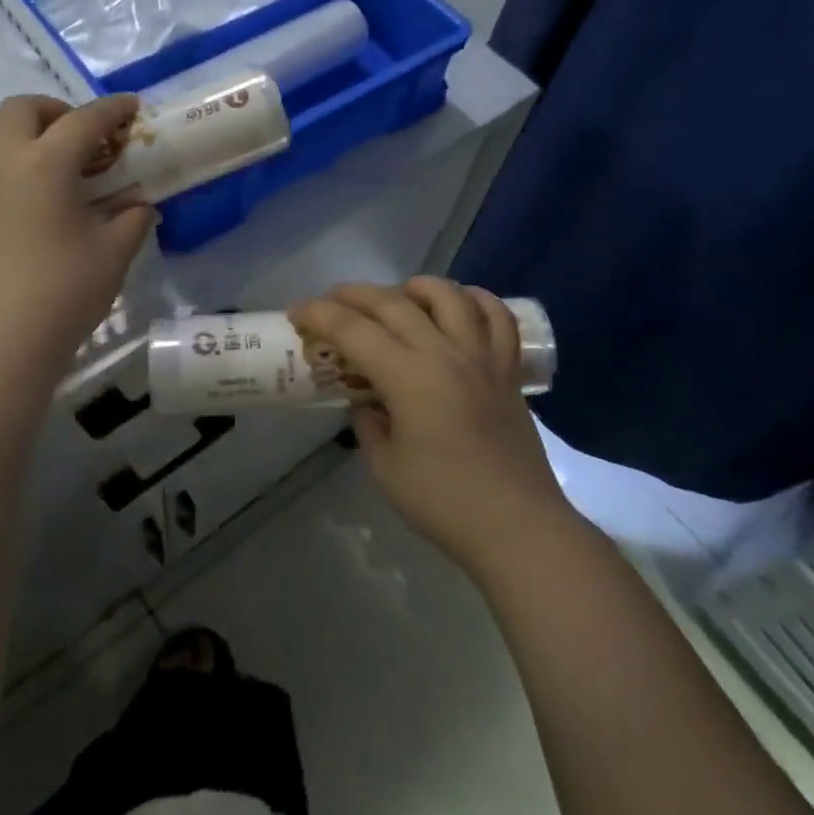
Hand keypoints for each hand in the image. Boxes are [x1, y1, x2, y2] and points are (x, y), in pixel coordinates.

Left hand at [0, 94, 154, 380]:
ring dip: (9, 130)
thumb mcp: (115, 253)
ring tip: (30, 153)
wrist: (0, 341)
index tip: (130, 107)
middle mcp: (0, 158)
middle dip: (54, 110)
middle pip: (22, 108)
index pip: (85, 120)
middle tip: (76, 135)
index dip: (112, 109)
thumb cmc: (64, 293)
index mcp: (47, 163)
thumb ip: (132, 218)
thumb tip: (140, 204)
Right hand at [289, 278, 573, 578]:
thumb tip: (368, 401)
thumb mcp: (385, 467)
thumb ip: (369, 423)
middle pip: (393, 303)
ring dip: (414, 286)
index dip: (319, 315)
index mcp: (408, 377)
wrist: (517, 527)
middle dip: (353, 295)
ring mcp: (482, 356)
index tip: (296, 312)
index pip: (353, 330)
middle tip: (330, 301)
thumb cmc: (444, 502)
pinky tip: (458, 306)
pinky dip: (475, 300)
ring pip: (448, 295)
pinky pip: (497, 317)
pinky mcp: (508, 369)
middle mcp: (445, 353)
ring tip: (397, 297)